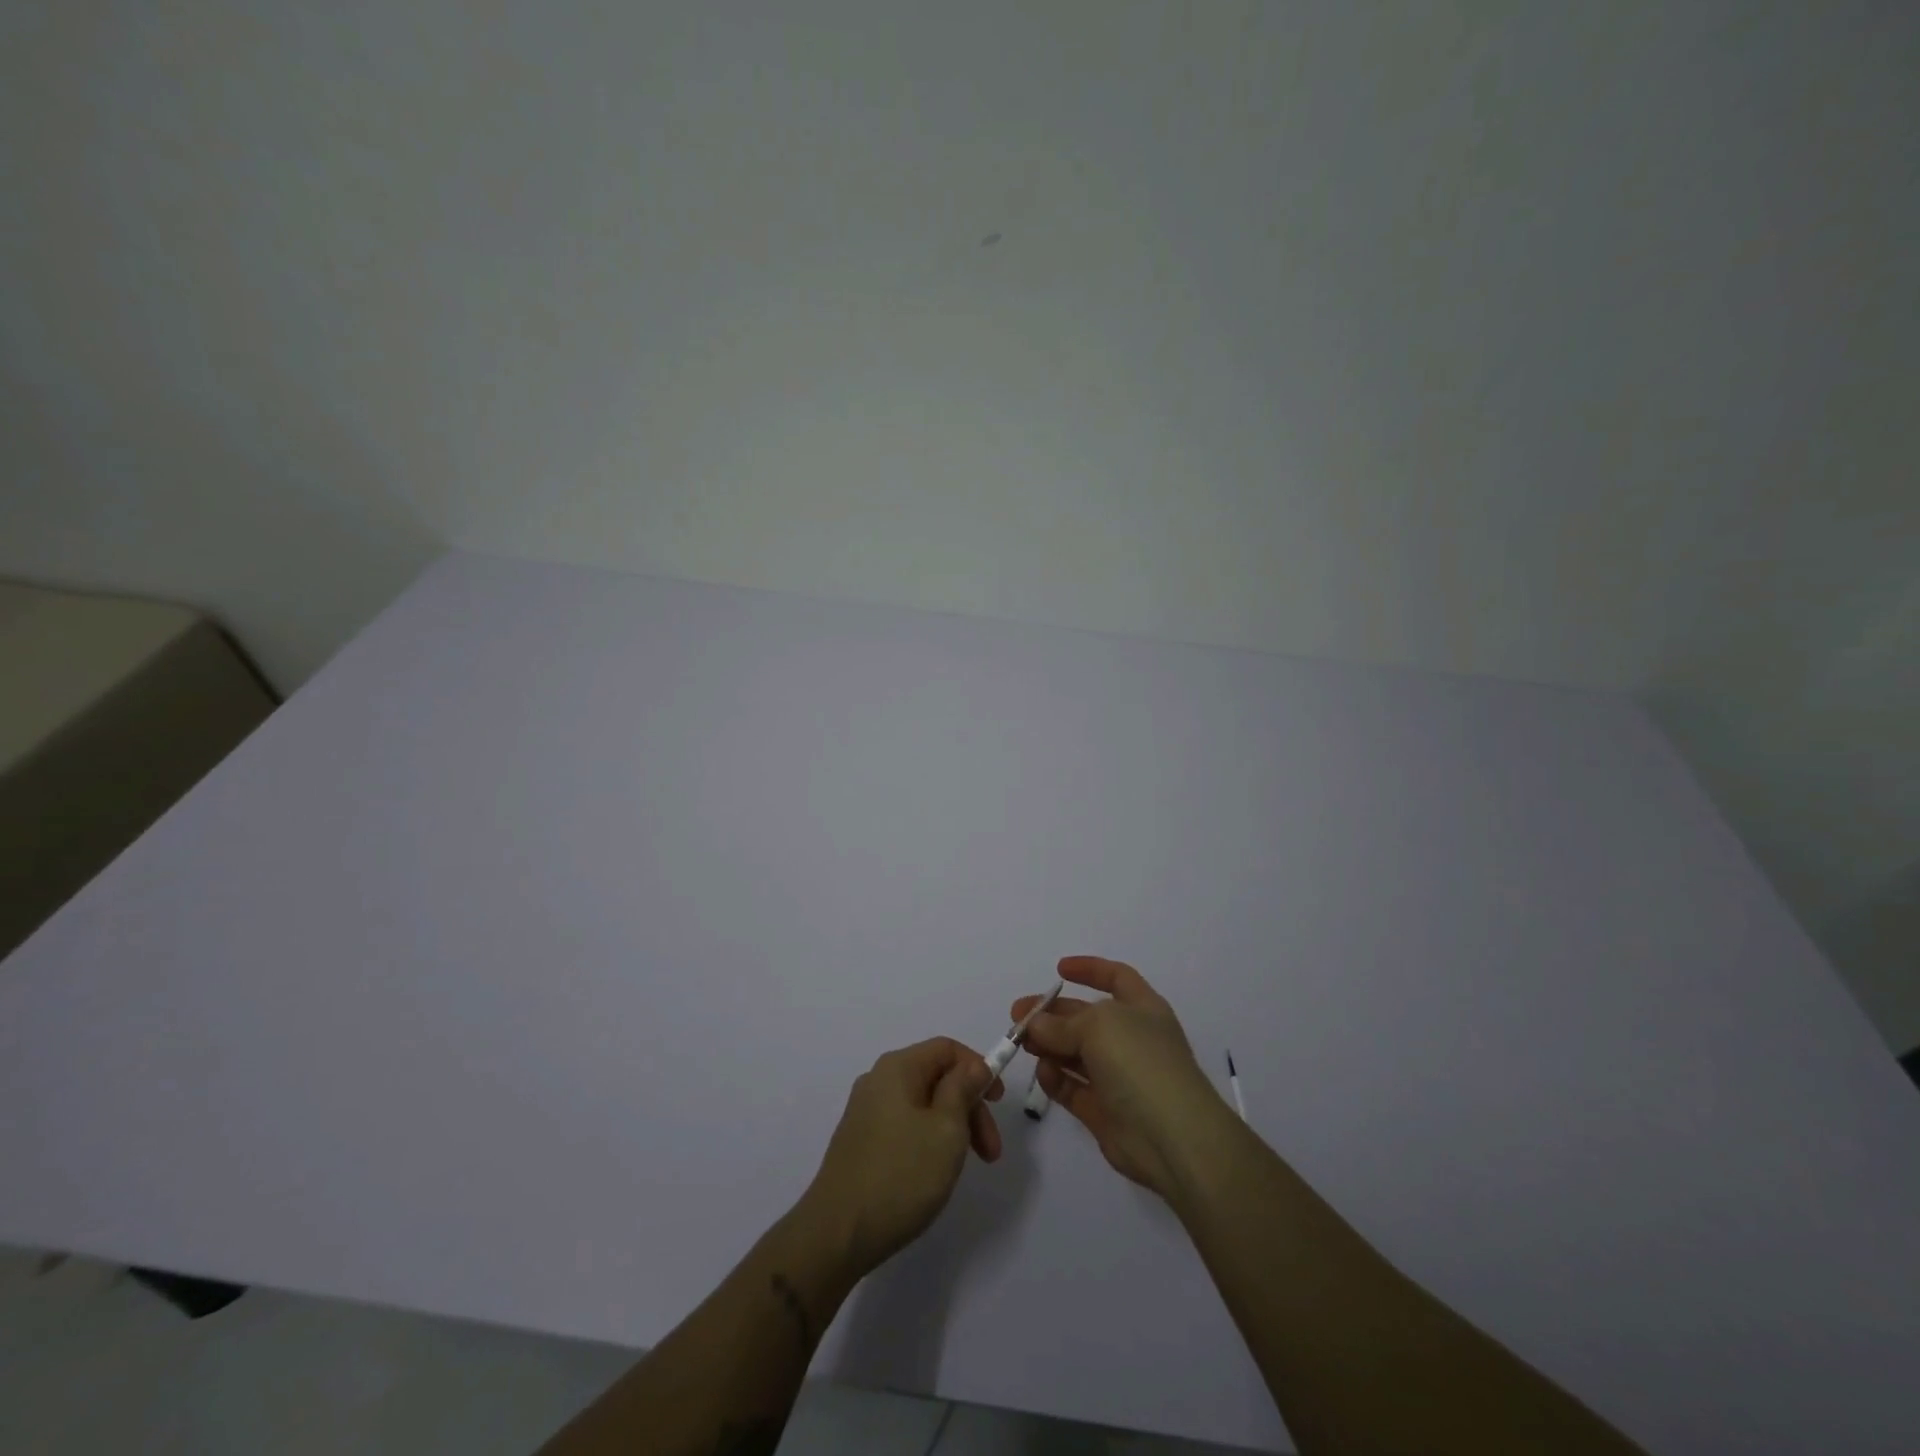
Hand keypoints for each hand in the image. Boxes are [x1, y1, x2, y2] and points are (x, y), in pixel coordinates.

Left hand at [799, 1037, 1003, 1279]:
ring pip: (922, 1105)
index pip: (947, 1049)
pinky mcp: (860, 1142)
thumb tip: (973, 1066)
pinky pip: (904, 1126)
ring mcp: (865, 1112)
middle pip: (936, 1078)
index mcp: (897, 1068)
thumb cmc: (901, 1175)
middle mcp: (878, 1081)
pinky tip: (933, 1174)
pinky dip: (928, 1140)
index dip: (978, 1068)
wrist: (836, 1234)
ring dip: (952, 1127)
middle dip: (969, 1107)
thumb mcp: (947, 1129)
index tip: (999, 1103)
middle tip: (990, 1152)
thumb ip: (963, 1089)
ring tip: (964, 1167)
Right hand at [1013, 955, 1230, 1198]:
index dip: (1089, 969)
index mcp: (1142, 1009)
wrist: (1173, 1137)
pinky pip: (1073, 1088)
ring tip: (1022, 1043)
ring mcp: (1118, 1077)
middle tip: (1017, 1016)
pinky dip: (1056, 1079)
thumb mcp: (1099, 1026)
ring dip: (1048, 1045)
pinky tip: (1042, 1072)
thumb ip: (1061, 1024)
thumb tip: (1034, 1024)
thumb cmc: (1140, 1062)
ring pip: (1075, 1053)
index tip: (1058, 970)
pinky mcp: (1105, 1111)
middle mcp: (1131, 1039)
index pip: (1116, 978)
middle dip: (1052, 1014)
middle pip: (1086, 1018)